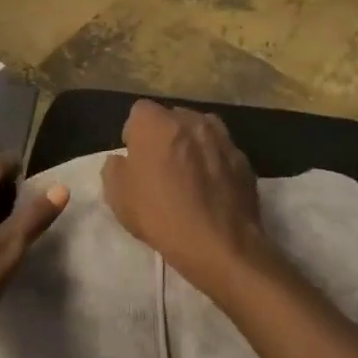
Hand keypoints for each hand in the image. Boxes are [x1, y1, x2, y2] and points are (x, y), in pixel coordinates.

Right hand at [101, 101, 267, 291]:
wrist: (219, 245)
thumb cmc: (160, 215)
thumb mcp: (117, 196)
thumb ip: (114, 168)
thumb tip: (123, 160)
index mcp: (156, 122)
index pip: (139, 112)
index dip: (134, 134)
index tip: (136, 159)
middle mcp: (190, 120)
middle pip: (171, 118)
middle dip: (164, 136)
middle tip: (161, 167)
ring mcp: (221, 137)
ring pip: (200, 132)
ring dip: (192, 145)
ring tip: (189, 176)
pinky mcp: (243, 159)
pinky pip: (221, 153)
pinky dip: (214, 163)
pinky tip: (211, 190)